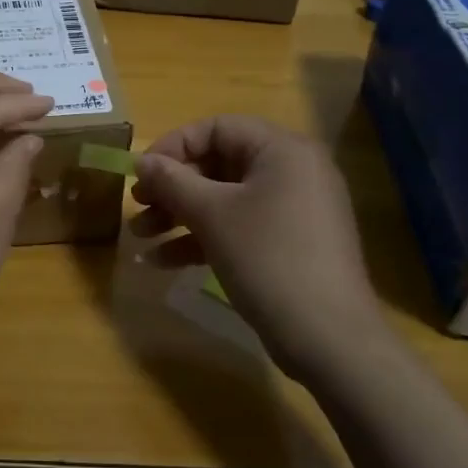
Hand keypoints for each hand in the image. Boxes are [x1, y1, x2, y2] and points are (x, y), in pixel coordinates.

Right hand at [132, 115, 383, 376]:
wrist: (329, 339)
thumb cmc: (268, 258)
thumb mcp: (212, 215)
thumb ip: (172, 181)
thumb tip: (142, 159)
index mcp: (282, 150)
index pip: (217, 128)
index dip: (174, 146)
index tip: (141, 172)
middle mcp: (292, 171)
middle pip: (218, 164)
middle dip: (172, 187)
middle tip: (138, 205)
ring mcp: (293, 210)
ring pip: (225, 199)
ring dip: (180, 215)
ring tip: (140, 236)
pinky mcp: (289, 245)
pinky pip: (239, 227)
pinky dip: (203, 238)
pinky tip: (162, 261)